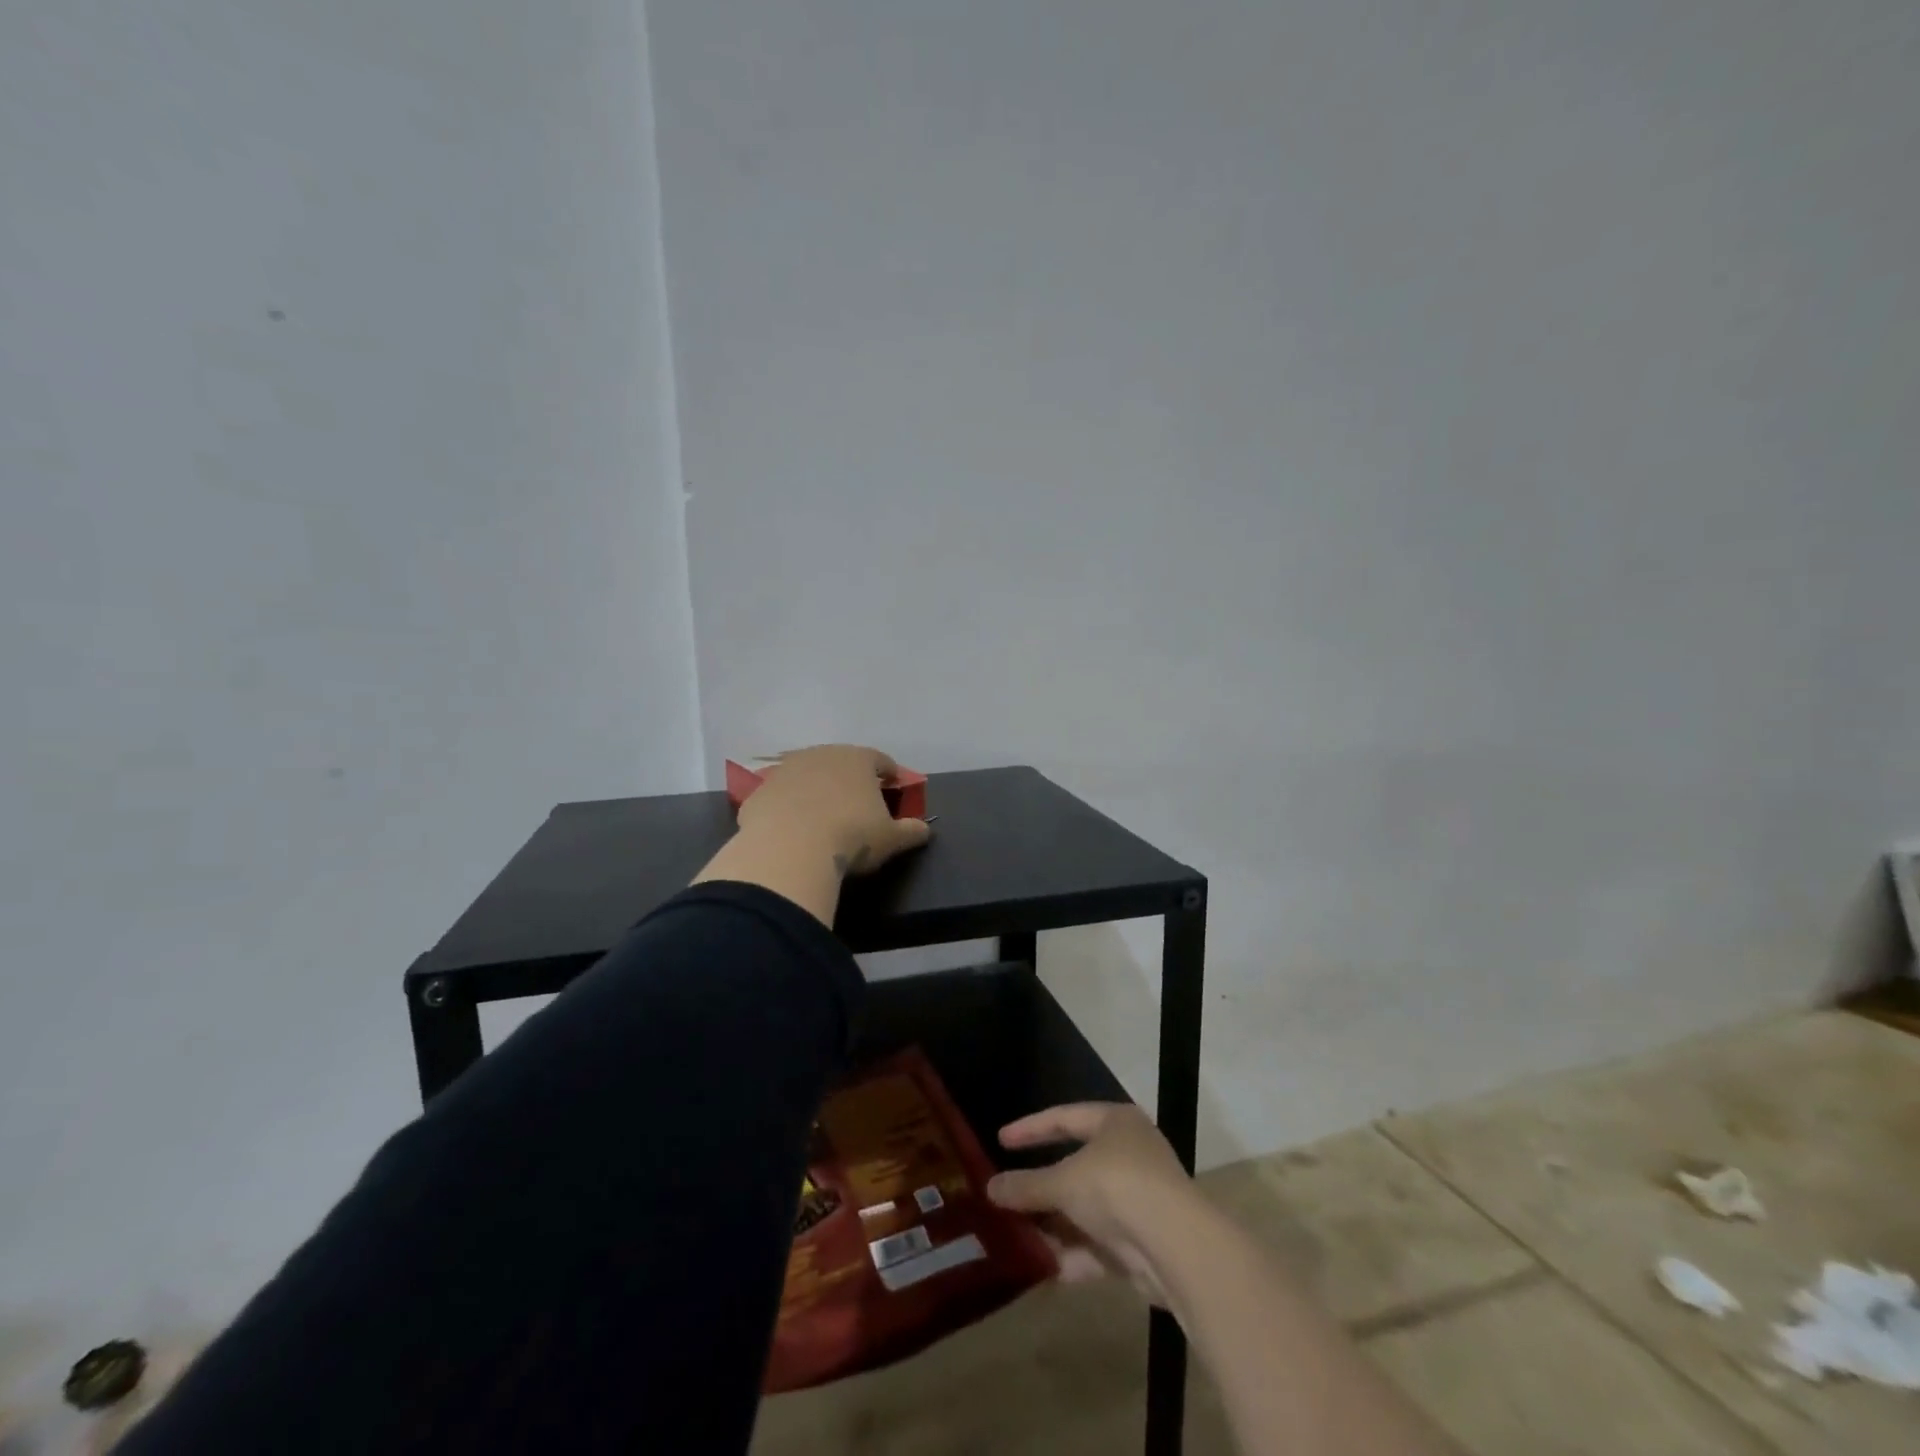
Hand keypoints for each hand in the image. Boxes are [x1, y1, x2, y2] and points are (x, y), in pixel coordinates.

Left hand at [737, 744, 929, 875]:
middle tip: (858, 802)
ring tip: (822, 816)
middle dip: (850, 779)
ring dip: (816, 790)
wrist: (789, 849)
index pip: (880, 760)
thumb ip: (910, 831)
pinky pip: (781, 797)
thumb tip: (924, 830)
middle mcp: (822, 755)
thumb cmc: (851, 836)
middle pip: (841, 763)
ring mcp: (786, 770)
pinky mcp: (760, 791)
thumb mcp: (890, 839)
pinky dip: (788, 808)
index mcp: (858, 759)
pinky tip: (792, 830)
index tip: (894, 787)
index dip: (890, 773)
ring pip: (808, 776)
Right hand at [986, 1102, 1195, 1304]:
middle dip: (1041, 1186)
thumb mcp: (1064, 1182)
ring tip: (1015, 1235)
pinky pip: (1098, 1244)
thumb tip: (989, 1188)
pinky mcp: (1143, 1243)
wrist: (1177, 1247)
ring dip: (1054, 1224)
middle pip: (1076, 1167)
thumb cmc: (1117, 1188)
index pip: (1065, 1117)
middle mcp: (1130, 1154)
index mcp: (1115, 1123)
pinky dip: (1072, 1254)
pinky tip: (1041, 1267)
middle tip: (1006, 1193)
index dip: (1030, 1128)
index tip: (1000, 1140)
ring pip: (1086, 1209)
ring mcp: (1139, 1200)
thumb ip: (1026, 1186)